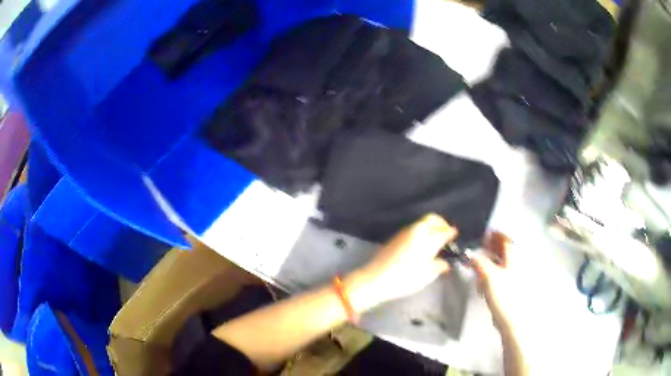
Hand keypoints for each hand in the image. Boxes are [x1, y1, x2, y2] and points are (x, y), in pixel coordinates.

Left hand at [345, 213, 455, 311]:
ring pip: (422, 223)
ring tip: (435, 242)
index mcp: (427, 237)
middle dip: (441, 224)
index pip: (444, 229)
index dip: (451, 232)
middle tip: (445, 235)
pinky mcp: (395, 238)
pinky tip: (421, 246)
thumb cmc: (405, 278)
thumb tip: (445, 262)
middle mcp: (416, 230)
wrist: (376, 279)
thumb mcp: (427, 274)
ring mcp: (404, 232)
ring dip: (430, 228)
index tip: (455, 237)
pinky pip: (413, 230)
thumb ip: (439, 265)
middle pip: (432, 219)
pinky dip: (421, 233)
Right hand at [468, 233, 527, 337]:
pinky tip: (482, 281)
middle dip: (491, 248)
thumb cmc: (504, 294)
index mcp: (513, 258)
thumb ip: (479, 263)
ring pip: (500, 264)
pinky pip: (498, 276)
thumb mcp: (489, 276)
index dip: (495, 235)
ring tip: (477, 265)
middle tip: (478, 248)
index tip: (484, 234)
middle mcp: (515, 264)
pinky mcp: (508, 288)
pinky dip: (491, 274)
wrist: (512, 319)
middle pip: (503, 251)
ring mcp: (513, 277)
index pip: (505, 240)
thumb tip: (469, 254)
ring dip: (489, 261)